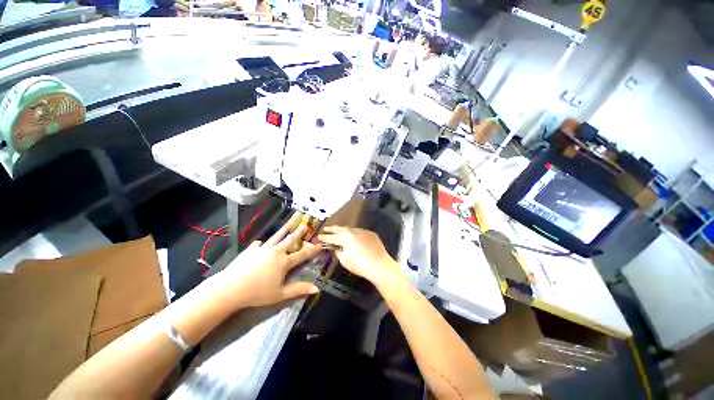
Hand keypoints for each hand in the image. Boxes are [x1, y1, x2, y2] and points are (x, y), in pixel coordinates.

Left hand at [210, 219, 321, 309]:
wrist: (231, 288)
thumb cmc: (257, 293)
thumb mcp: (280, 294)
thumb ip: (299, 289)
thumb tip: (317, 289)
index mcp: (284, 262)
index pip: (302, 254)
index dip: (312, 249)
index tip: (319, 244)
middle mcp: (276, 252)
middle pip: (290, 240)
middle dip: (299, 232)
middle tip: (305, 225)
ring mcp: (263, 249)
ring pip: (276, 237)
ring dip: (284, 230)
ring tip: (289, 223)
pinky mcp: (250, 250)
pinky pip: (259, 244)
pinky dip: (262, 245)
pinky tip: (261, 245)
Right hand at [317, 226, 399, 285]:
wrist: (380, 265)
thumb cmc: (360, 265)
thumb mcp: (344, 260)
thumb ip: (338, 252)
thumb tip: (337, 248)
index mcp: (346, 238)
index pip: (332, 237)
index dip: (325, 237)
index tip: (319, 236)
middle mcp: (354, 231)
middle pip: (341, 229)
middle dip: (332, 229)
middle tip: (325, 228)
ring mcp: (363, 231)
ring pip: (351, 229)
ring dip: (344, 230)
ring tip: (338, 231)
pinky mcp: (371, 233)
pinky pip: (360, 232)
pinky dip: (354, 233)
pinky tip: (353, 236)